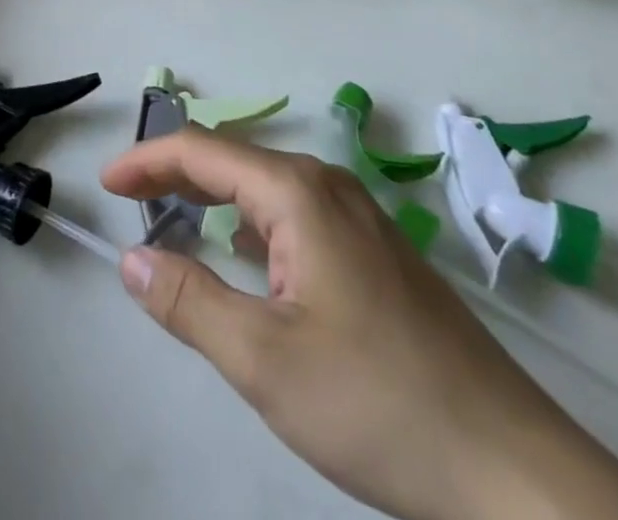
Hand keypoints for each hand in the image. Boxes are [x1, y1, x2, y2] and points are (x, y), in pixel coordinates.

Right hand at [101, 130, 617, 519]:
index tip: (105, 184)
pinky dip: (253, 224)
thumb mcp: (263, 359)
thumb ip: (187, 301)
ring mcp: (360, 218)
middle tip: (129, 200)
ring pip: (267, 187)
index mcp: (298, 192)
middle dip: (177, 174)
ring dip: (215, 197)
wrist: (512, 468)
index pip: (203, 150)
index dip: (148, 160)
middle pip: (235, 160)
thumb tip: (130, 257)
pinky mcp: (378, 253)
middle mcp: (329, 187)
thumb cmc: (376, 402)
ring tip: (175, 220)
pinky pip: (297, 216)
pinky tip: (248, 260)